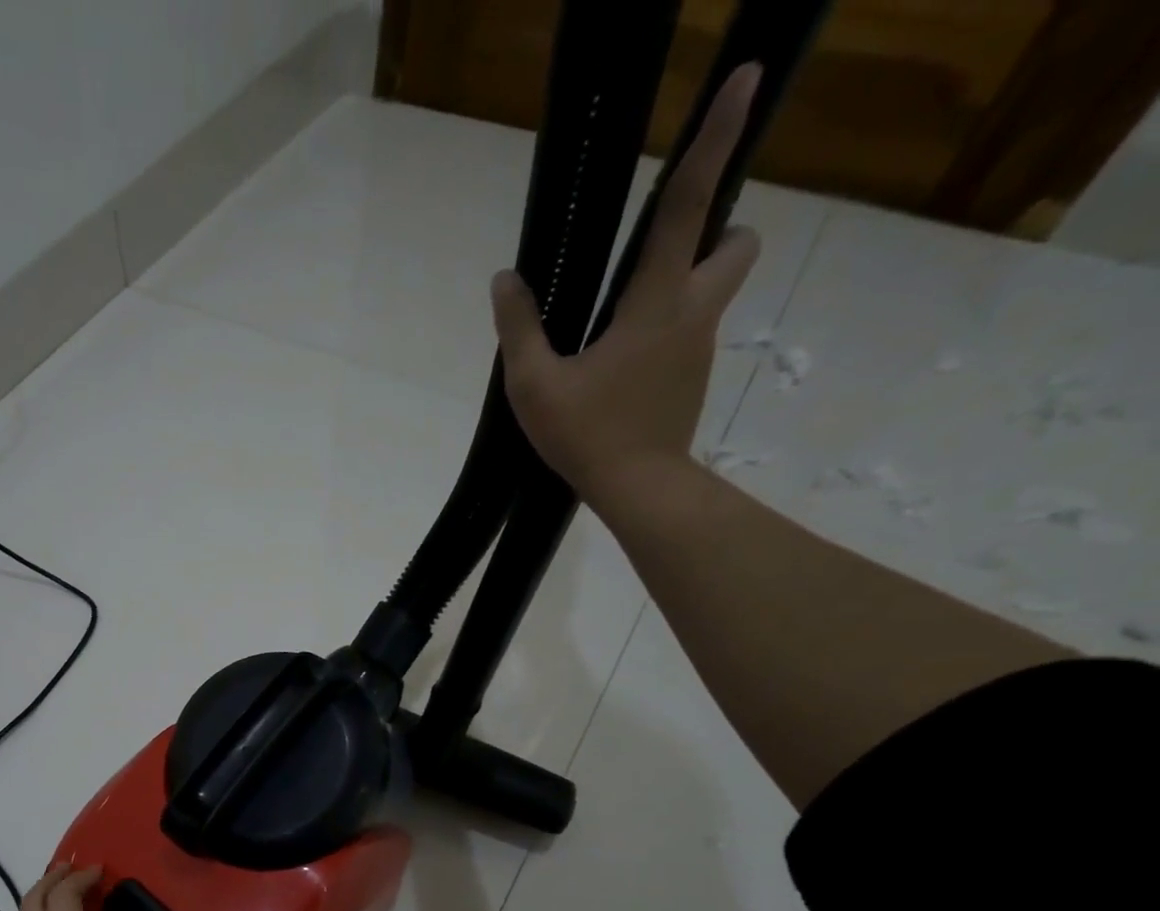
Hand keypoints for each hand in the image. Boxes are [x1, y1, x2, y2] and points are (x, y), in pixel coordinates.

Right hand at [492, 63, 761, 505]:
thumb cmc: (587, 434)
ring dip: (687, 281)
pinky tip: (621, 367)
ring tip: (622, 321)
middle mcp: (693, 311)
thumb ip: (520, 329)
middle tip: (663, 251)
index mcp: (657, 302)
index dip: (714, 140)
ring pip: (715, 287)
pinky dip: (666, 329)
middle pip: (737, 240)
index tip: (745, 80)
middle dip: (718, 227)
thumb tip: (505, 280)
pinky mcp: (694, 376)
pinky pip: (690, 331)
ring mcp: (700, 346)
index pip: (688, 206)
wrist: (638, 489)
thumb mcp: (535, 386)